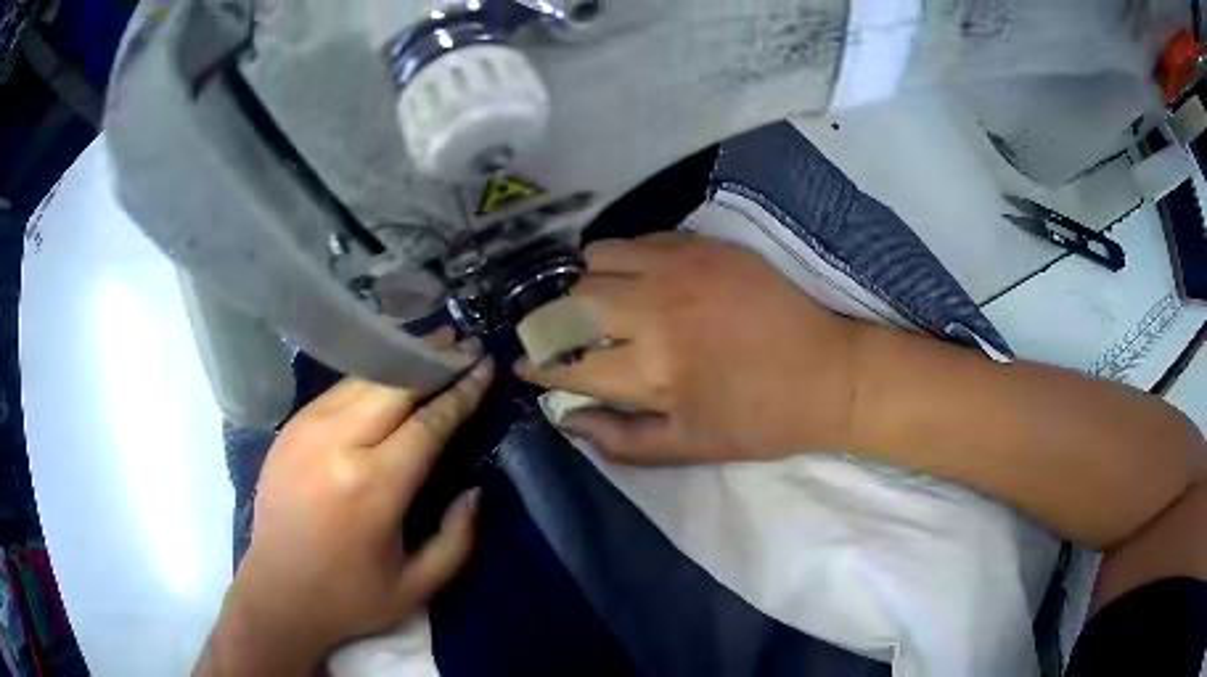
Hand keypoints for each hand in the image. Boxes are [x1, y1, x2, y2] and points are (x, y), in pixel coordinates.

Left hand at [197, 346, 493, 675]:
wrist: (277, 594)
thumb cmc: (350, 597)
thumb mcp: (419, 587)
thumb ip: (458, 539)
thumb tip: (475, 490)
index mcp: (372, 485)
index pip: (428, 423)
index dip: (461, 393)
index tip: (485, 366)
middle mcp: (337, 444)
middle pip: (394, 385)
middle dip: (433, 359)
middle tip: (464, 341)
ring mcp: (306, 430)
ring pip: (362, 378)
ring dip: (399, 358)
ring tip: (431, 342)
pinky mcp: (289, 429)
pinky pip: (336, 390)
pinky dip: (368, 375)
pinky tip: (386, 369)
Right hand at [518, 233, 859, 463]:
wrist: (829, 373)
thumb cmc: (759, 420)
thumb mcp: (690, 447)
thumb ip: (620, 440)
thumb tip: (566, 419)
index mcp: (650, 370)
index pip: (566, 362)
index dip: (537, 366)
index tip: (524, 366)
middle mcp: (653, 309)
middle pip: (569, 303)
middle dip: (552, 324)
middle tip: (558, 336)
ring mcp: (679, 268)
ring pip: (596, 259)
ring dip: (584, 284)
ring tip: (595, 304)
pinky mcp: (703, 245)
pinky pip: (638, 239)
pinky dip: (622, 259)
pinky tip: (635, 279)